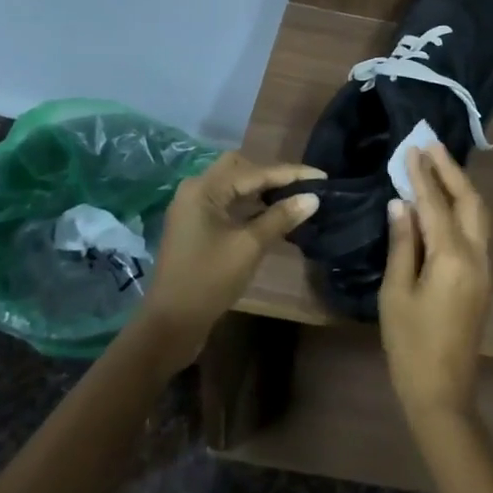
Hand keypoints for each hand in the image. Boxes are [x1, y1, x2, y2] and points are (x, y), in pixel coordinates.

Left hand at [138, 152, 322, 366]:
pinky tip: (272, 215)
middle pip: (241, 169)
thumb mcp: (249, 247)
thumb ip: (281, 217)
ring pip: (234, 186)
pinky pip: (228, 203)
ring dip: (262, 190)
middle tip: (302, 186)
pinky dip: (250, 205)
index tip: (321, 176)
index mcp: (204, 189)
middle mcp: (196, 190)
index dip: (291, 173)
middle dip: (273, 175)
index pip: (255, 171)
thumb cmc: (209, 281)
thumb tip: (313, 198)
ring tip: (294, 198)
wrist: (170, 324)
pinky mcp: (196, 226)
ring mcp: (193, 208)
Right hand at [379, 145, 492, 427]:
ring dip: (460, 186)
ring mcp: (485, 267)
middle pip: (470, 201)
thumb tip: (401, 204)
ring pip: (478, 214)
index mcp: (452, 257)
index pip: (436, 204)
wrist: (443, 391)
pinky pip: (476, 231)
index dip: (423, 174)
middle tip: (430, 145)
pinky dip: (462, 207)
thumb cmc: (410, 344)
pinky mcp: (483, 279)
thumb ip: (402, 244)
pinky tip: (445, 202)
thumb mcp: (396, 293)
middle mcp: (477, 255)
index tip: (411, 148)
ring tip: (438, 164)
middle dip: (451, 170)